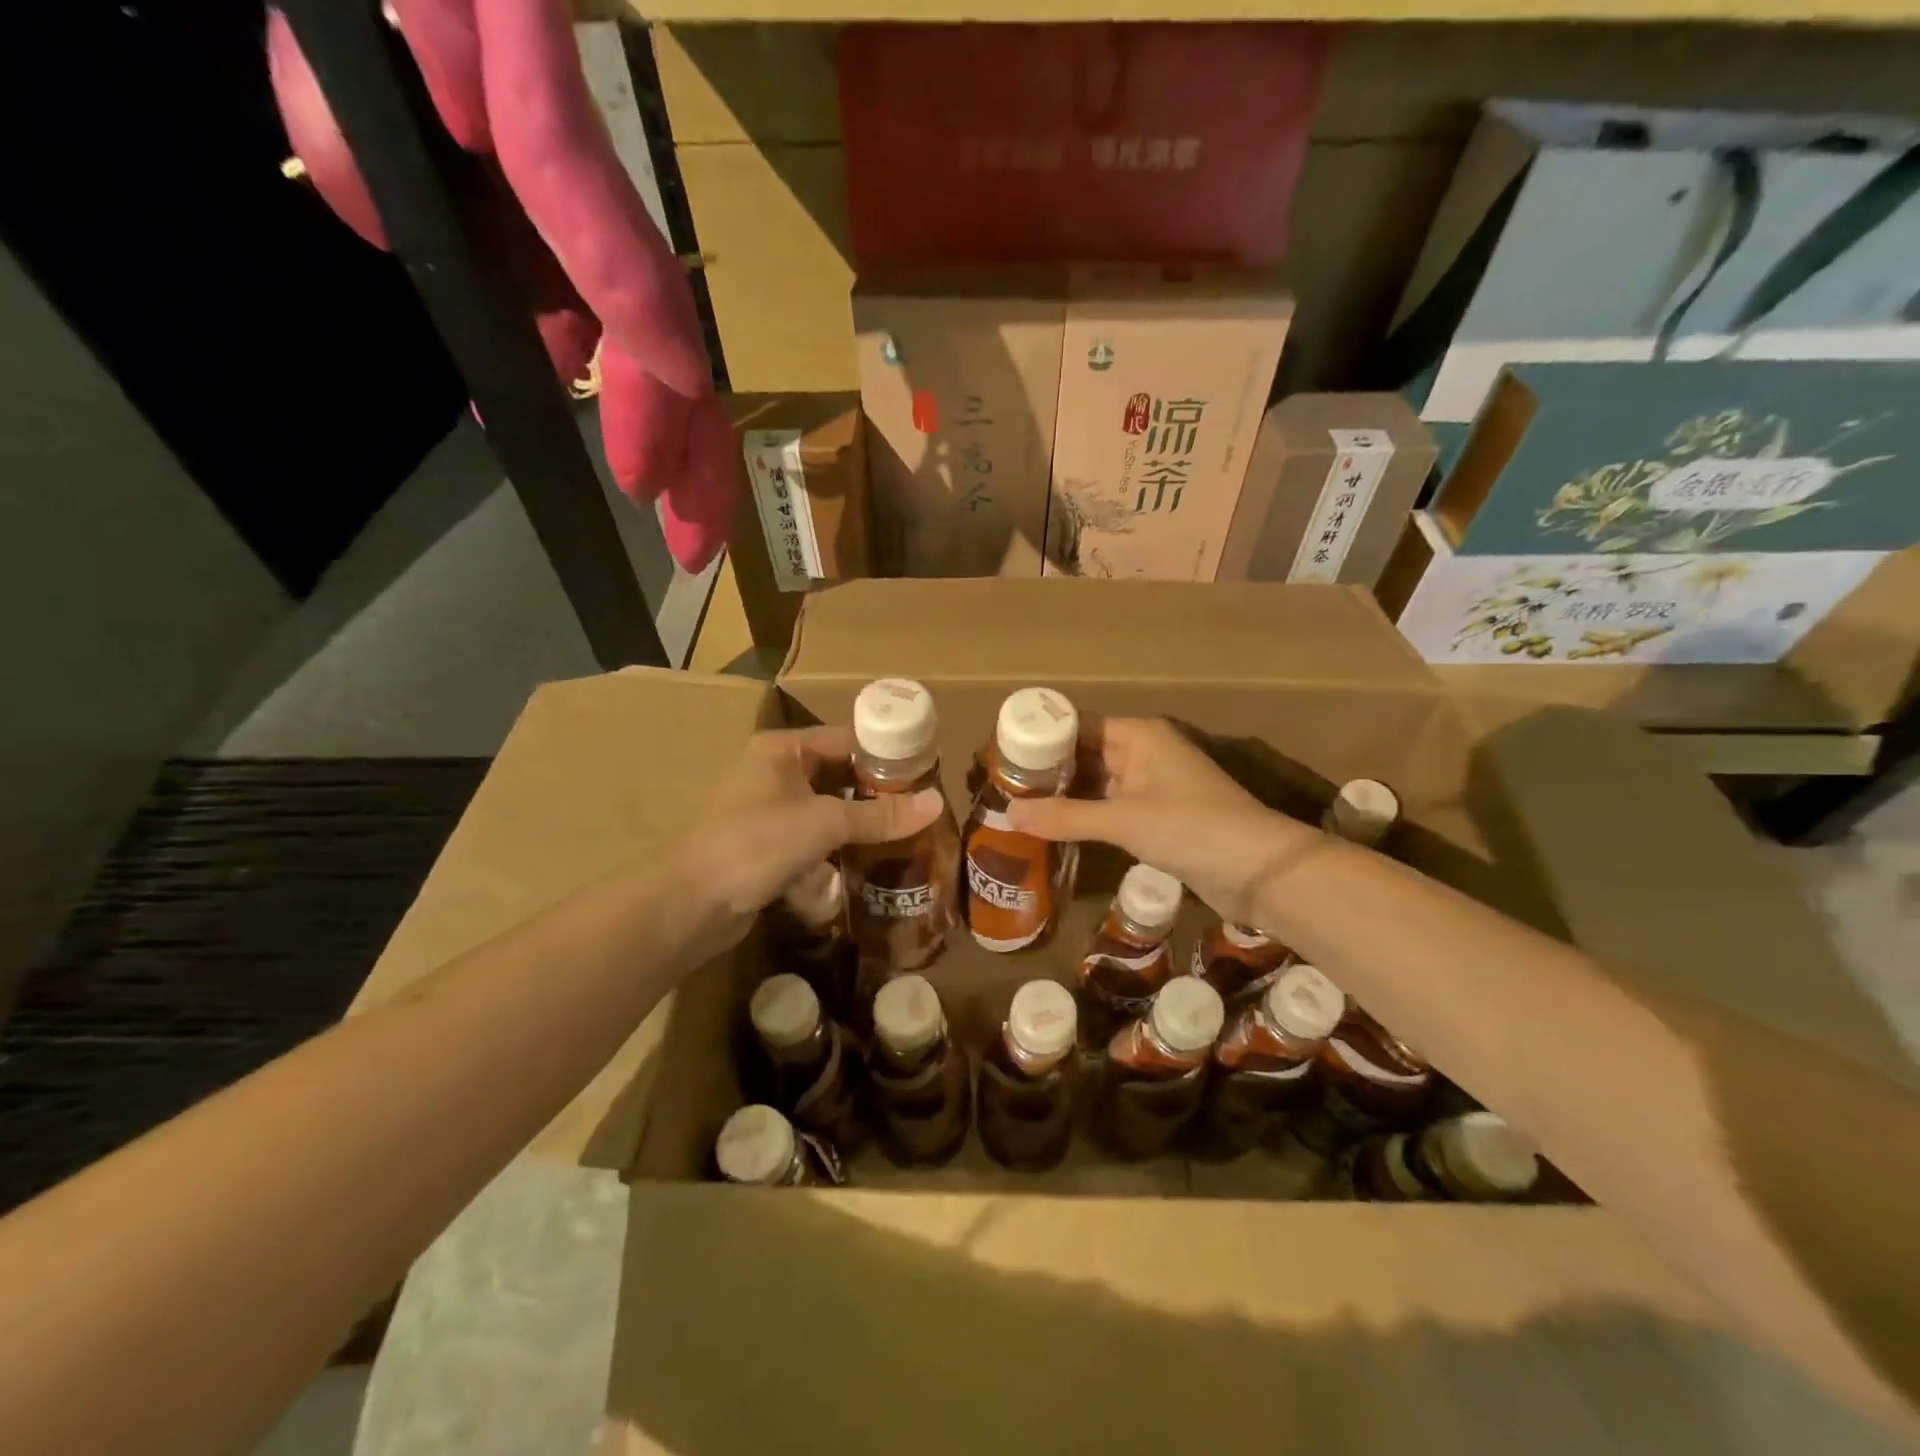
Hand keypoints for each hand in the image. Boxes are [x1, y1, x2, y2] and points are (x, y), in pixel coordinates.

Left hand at [674, 725, 939, 936]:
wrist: (691, 904)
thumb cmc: (756, 843)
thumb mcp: (824, 823)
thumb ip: (879, 815)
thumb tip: (937, 803)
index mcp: (782, 749)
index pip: (845, 738)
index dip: (885, 752)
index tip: (926, 770)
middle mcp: (774, 773)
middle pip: (838, 775)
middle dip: (876, 793)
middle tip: (921, 807)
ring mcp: (767, 812)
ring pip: (826, 810)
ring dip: (858, 823)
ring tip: (905, 834)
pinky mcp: (766, 847)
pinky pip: (812, 839)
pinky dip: (837, 848)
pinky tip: (868, 863)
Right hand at [1006, 717, 1317, 925]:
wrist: (1258, 869)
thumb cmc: (1190, 827)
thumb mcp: (1123, 820)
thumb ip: (1065, 816)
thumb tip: (1009, 815)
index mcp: (1139, 735)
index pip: (1079, 726)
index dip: (1043, 739)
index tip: (1004, 756)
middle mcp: (1144, 752)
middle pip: (1086, 754)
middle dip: (1048, 771)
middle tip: (1003, 786)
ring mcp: (1152, 785)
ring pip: (1097, 783)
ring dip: (1065, 795)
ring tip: (1019, 807)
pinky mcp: (1157, 816)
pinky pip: (1110, 807)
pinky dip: (1085, 815)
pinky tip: (1055, 828)